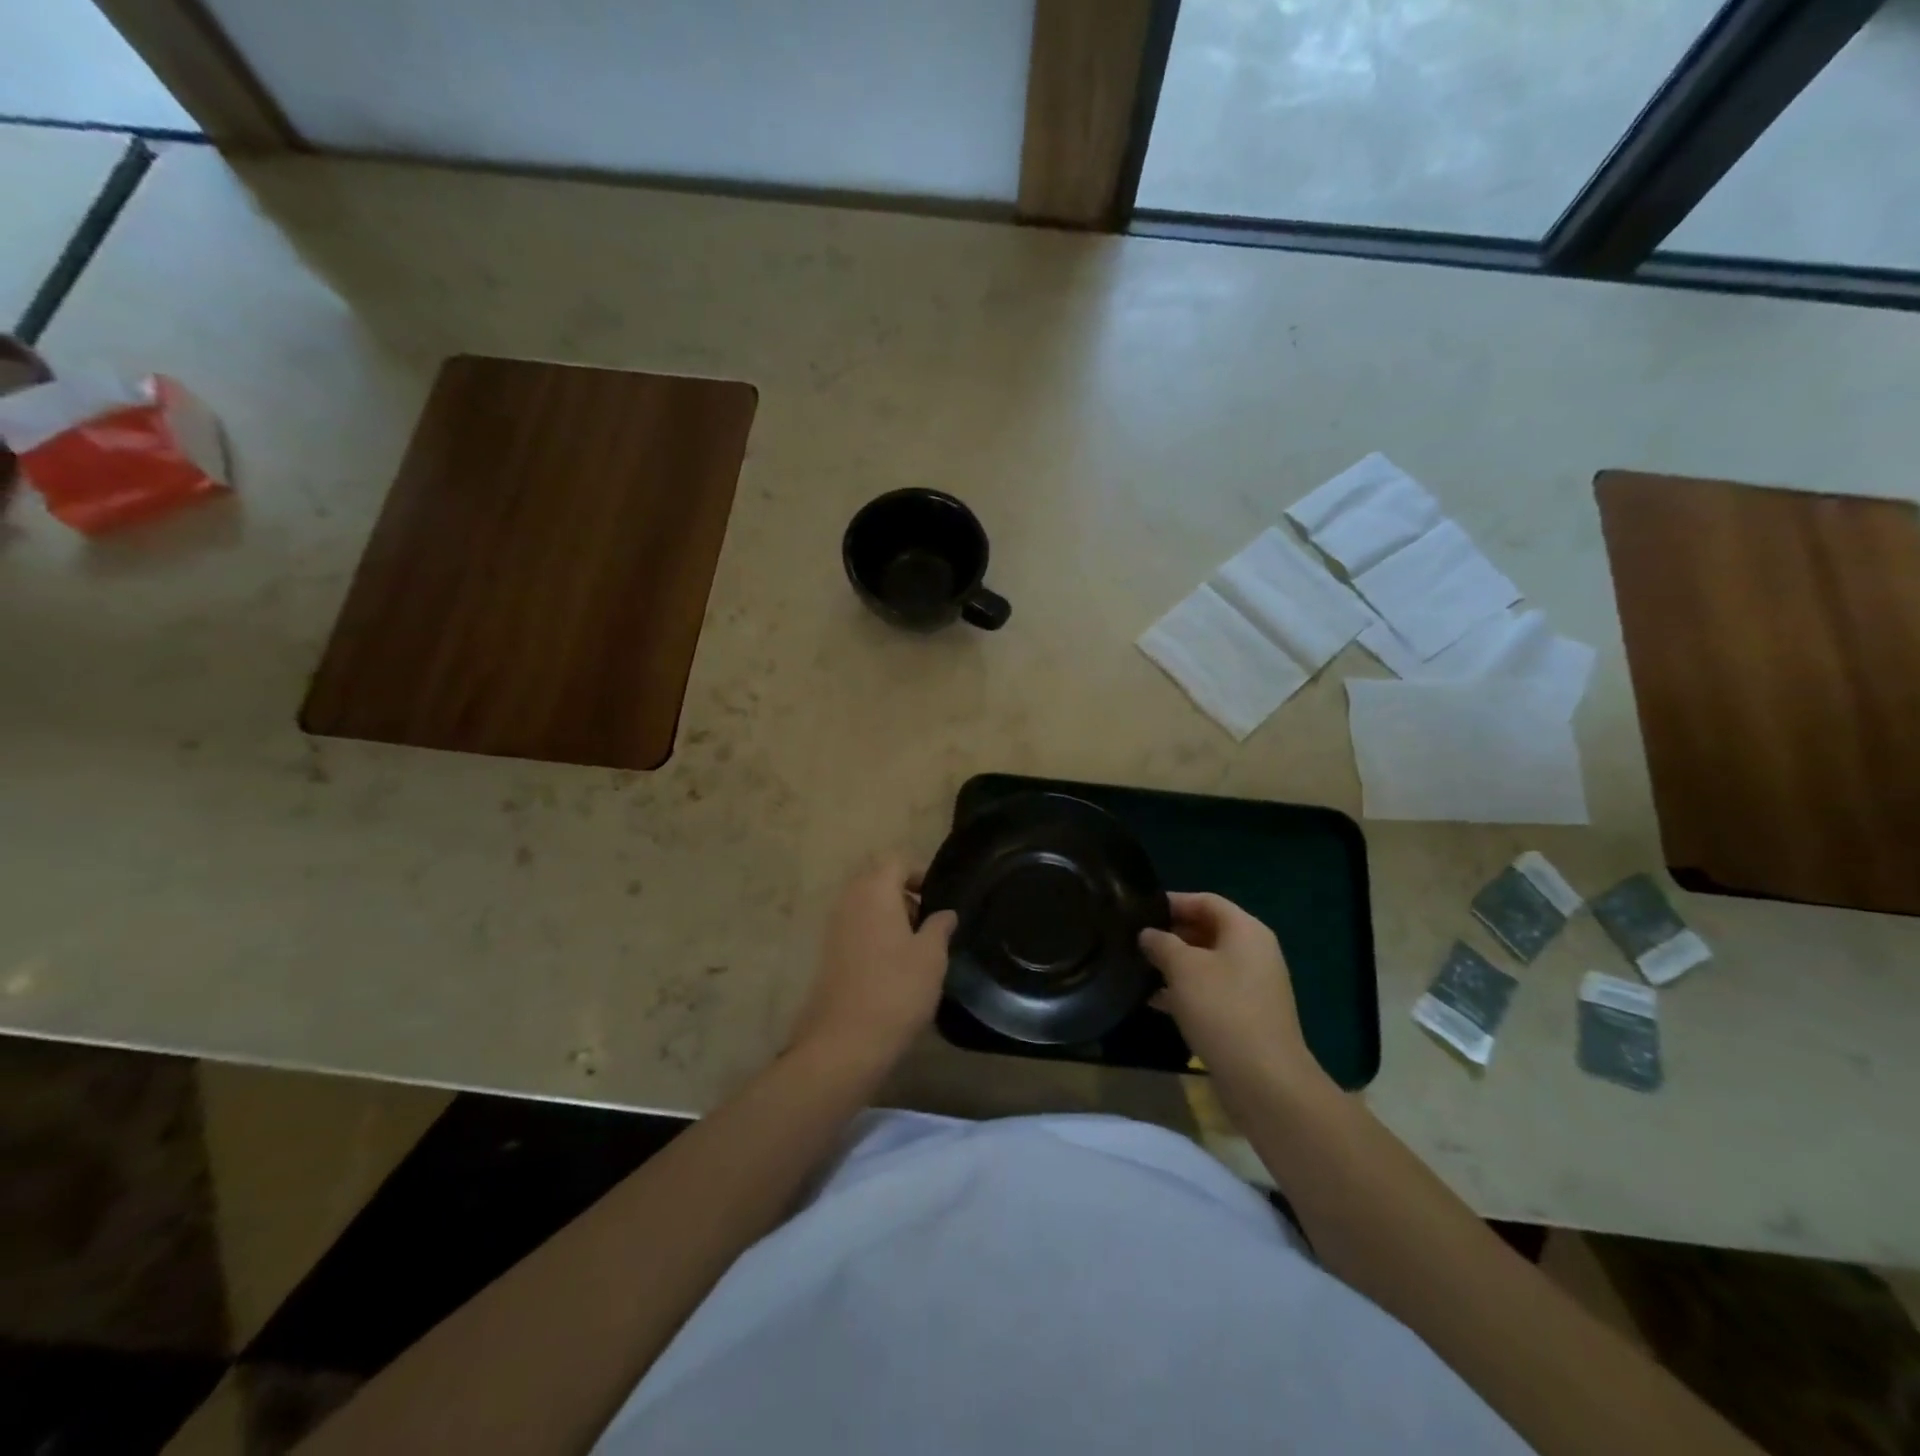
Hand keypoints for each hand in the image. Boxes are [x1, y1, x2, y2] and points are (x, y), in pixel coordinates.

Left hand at [789, 854, 957, 1079]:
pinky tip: (895, 965)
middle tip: (930, 922)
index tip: (939, 898)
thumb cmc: (895, 990)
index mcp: (874, 890)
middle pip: (877, 879)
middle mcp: (849, 900)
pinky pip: (856, 927)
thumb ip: (940, 926)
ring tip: (916, 946)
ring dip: (890, 915)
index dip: (919, 872)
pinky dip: (876, 934)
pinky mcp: (829, 953)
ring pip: (866, 904)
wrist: (844, 1042)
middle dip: (904, 893)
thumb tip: (945, 913)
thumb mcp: (931, 956)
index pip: (896, 860)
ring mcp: (834, 927)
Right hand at [1140, 892, 1328, 1101]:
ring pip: (1207, 962)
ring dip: (1175, 964)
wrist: (1264, 1079)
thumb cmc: (1221, 1009)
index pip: (1205, 901)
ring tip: (1139, 969)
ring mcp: (1253, 985)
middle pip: (1208, 930)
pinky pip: (1212, 990)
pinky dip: (1186, 990)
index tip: (1139, 911)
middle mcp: (1254, 952)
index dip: (1172, 902)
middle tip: (1135, 941)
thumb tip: (1148, 933)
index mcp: (1246, 930)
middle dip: (1171, 934)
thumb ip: (1161, 943)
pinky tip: (1155, 1001)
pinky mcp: (1248, 1014)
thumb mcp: (1183, 968)